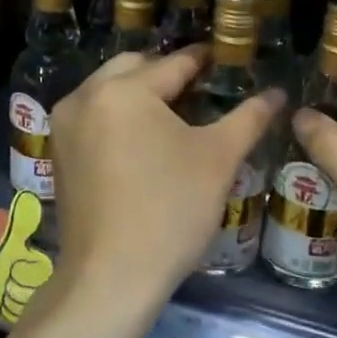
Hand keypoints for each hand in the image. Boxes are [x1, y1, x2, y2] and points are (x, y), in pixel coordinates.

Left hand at [50, 49, 282, 312]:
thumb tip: (278, 93)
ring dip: (141, 93)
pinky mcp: (58, 153)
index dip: (205, 61)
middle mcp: (85, 96)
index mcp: (123, 90)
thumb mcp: (218, 160)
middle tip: (203, 88)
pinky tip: (144, 140)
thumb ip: (249, 118)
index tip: (227, 59)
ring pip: (110, 91)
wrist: (111, 278)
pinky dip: (119, 116)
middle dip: (168, 73)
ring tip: (177, 114)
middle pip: (135, 68)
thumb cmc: (170, 211)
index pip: (174, 63)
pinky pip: (94, 116)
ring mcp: (65, 125)